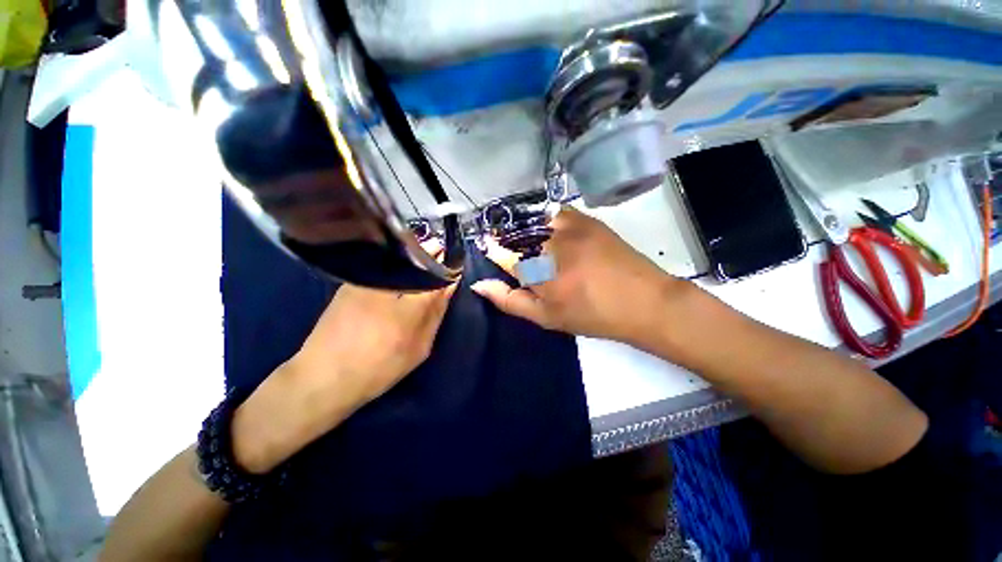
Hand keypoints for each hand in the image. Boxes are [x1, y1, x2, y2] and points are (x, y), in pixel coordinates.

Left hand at [233, 250, 456, 473]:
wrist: (324, 376)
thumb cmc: (380, 367)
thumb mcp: (419, 347)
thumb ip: (436, 313)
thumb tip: (449, 285)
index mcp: (411, 303)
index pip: (438, 272)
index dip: (447, 265)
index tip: (452, 264)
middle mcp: (389, 284)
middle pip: (417, 259)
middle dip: (430, 255)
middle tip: (438, 256)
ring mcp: (367, 281)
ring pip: (398, 259)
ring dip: (412, 258)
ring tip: (421, 260)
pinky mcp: (351, 282)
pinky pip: (381, 266)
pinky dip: (394, 264)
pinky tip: (398, 270)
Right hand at [472, 207, 686, 346]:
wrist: (642, 301)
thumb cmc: (591, 315)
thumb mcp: (546, 317)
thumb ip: (510, 300)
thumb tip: (478, 284)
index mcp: (537, 271)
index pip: (501, 253)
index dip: (493, 251)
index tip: (490, 250)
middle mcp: (549, 242)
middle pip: (516, 236)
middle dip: (512, 245)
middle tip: (525, 261)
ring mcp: (569, 226)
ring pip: (534, 222)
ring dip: (529, 232)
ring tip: (540, 249)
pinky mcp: (586, 219)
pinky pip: (555, 214)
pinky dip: (548, 223)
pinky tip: (555, 236)